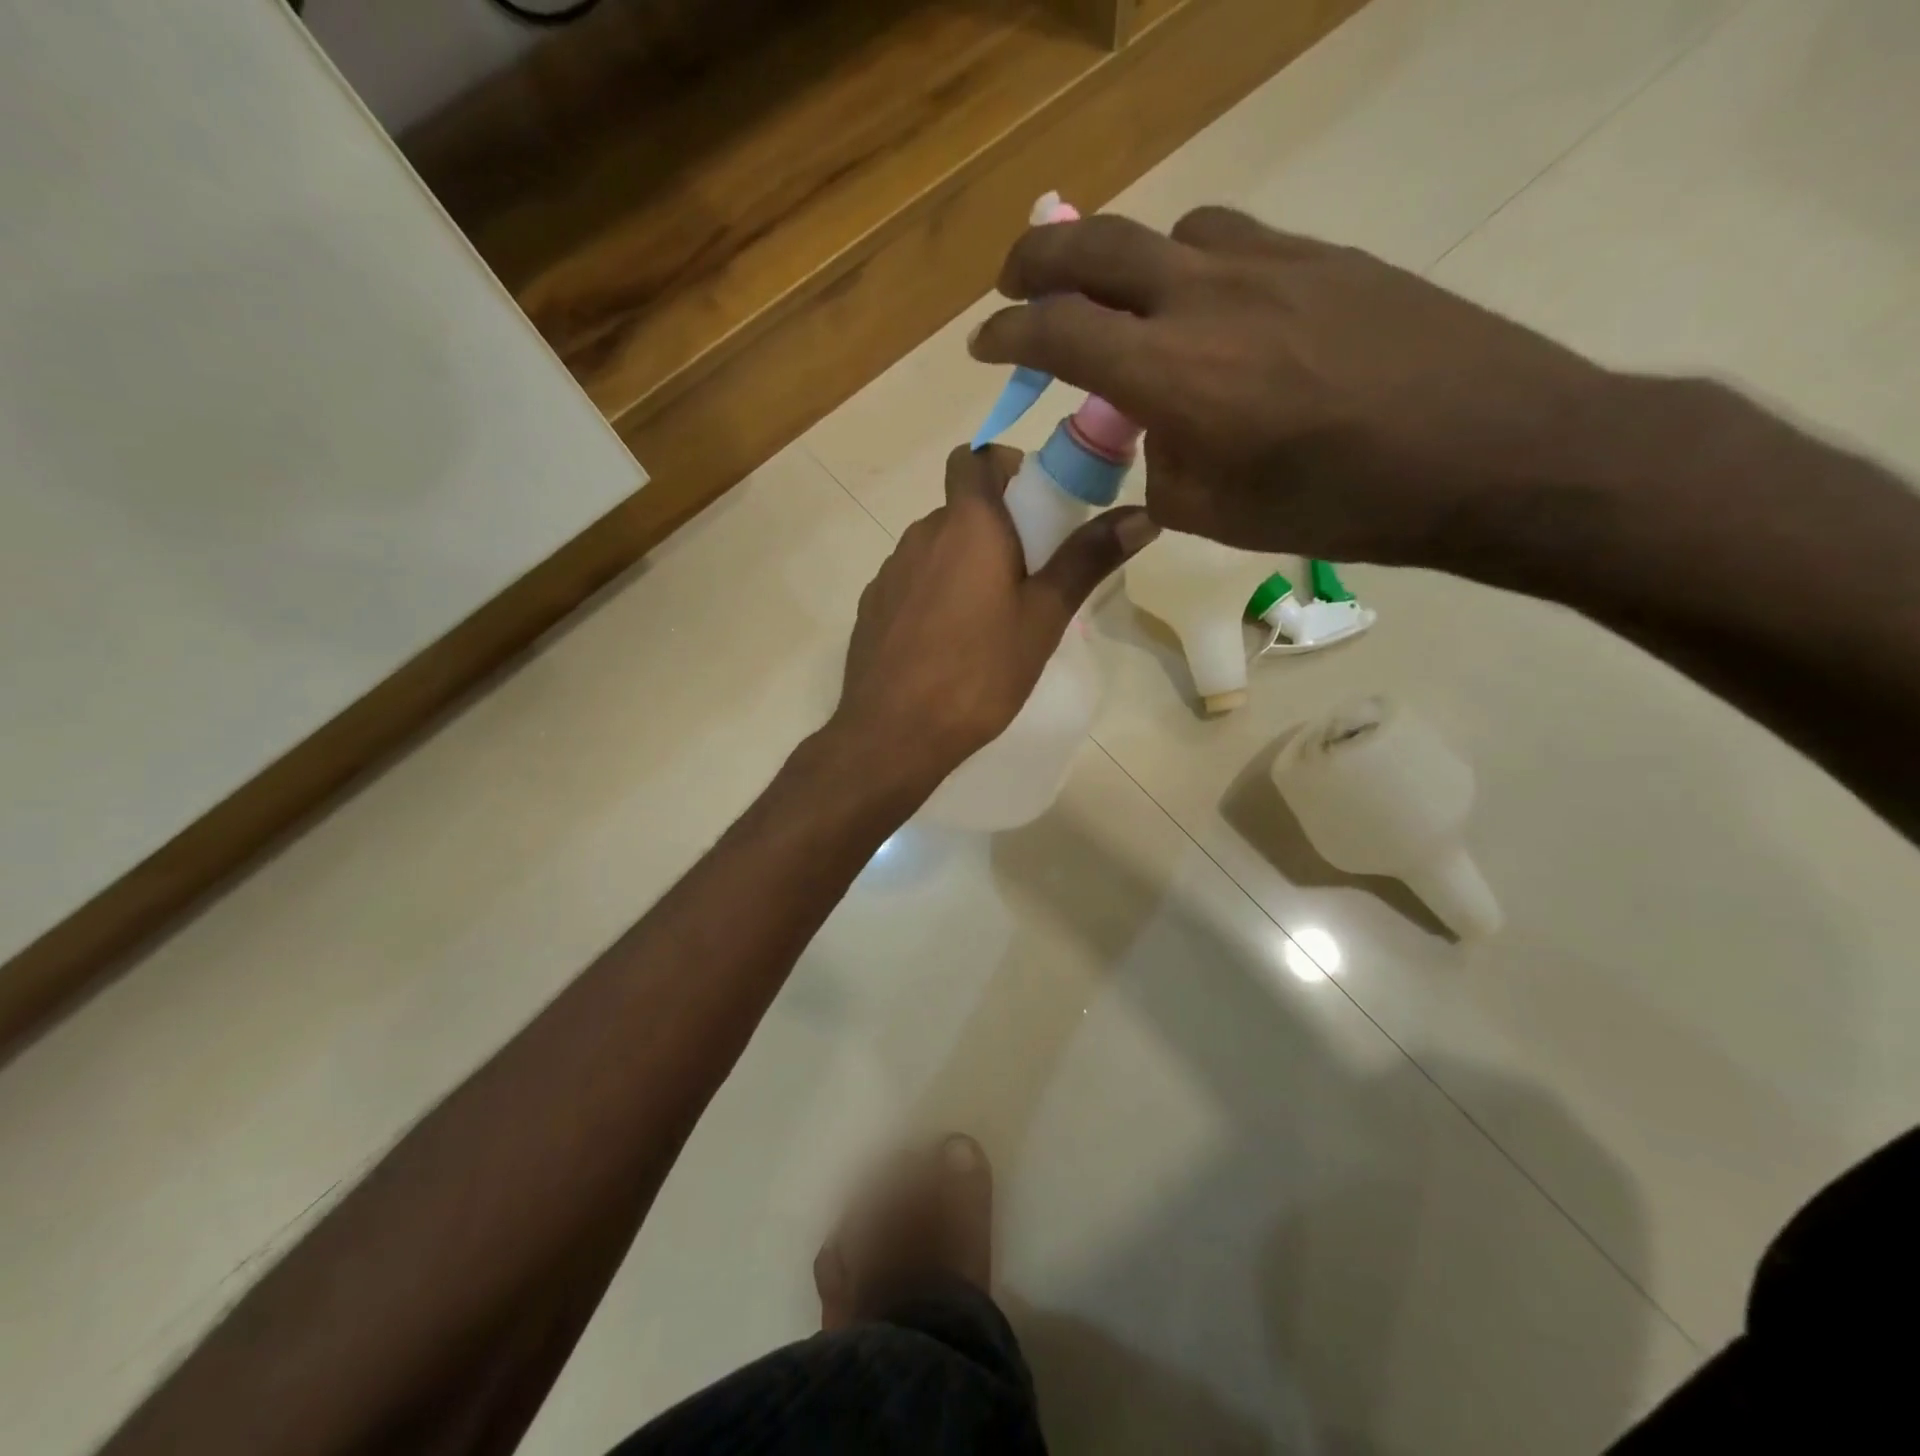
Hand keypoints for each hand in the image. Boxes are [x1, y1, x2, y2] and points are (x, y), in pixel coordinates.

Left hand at [832, 444, 1156, 789]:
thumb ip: (1088, 560)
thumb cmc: (978, 673)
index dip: (1004, 466)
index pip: (974, 456)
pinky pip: (911, 582)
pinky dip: (934, 593)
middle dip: (995, 526)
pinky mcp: (872, 608)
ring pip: (935, 548)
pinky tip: (948, 643)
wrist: (892, 733)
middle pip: (960, 507)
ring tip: (990, 618)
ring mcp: (889, 572)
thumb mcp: (1043, 619)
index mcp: (967, 524)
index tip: (1034, 503)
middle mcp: (921, 535)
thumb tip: (1145, 514)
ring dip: (964, 563)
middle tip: (1029, 575)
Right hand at [969, 205, 1623, 572]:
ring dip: (1126, 263)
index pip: (1059, 332)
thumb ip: (1162, 469)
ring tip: (1127, 306)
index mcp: (1172, 373)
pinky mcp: (1324, 255)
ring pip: (1168, 233)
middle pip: (1095, 247)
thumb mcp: (1218, 515)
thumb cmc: (1339, 505)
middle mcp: (1206, 297)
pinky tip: (1216, 309)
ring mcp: (1270, 262)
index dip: (1009, 334)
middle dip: (1036, 260)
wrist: (1487, 451)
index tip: (985, 344)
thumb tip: (1157, 437)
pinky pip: (1234, 241)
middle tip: (1013, 282)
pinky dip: (1195, 266)